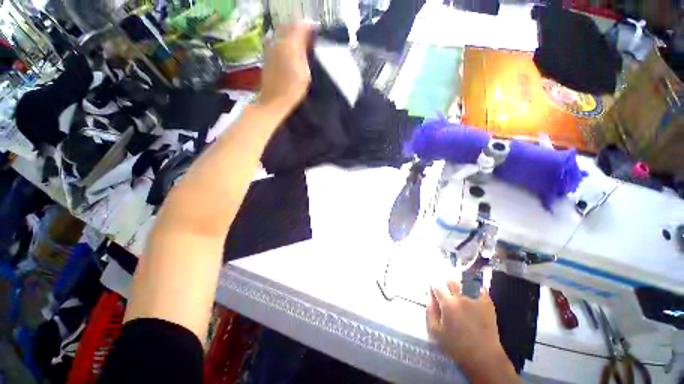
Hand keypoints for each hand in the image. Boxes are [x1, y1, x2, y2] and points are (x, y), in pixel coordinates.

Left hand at [257, 24, 311, 114]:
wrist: (273, 102)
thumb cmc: (293, 90)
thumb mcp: (305, 72)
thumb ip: (305, 51)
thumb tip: (307, 37)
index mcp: (289, 43)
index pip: (301, 25)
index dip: (311, 28)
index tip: (319, 35)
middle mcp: (277, 40)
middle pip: (290, 26)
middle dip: (301, 31)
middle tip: (311, 42)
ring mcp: (270, 47)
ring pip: (283, 34)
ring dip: (293, 38)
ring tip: (303, 49)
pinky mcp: (267, 56)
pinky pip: (278, 43)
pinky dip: (286, 45)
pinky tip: (292, 56)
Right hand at [427, 279, 518, 382]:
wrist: (484, 356)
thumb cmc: (457, 346)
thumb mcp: (436, 332)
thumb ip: (430, 311)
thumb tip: (429, 297)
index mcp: (448, 304)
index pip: (436, 285)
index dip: (433, 286)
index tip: (432, 289)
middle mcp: (461, 297)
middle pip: (450, 279)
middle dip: (444, 282)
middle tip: (444, 289)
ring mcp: (476, 299)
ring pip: (463, 281)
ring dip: (457, 283)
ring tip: (456, 289)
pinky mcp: (487, 302)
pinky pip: (478, 286)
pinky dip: (472, 286)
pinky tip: (469, 291)